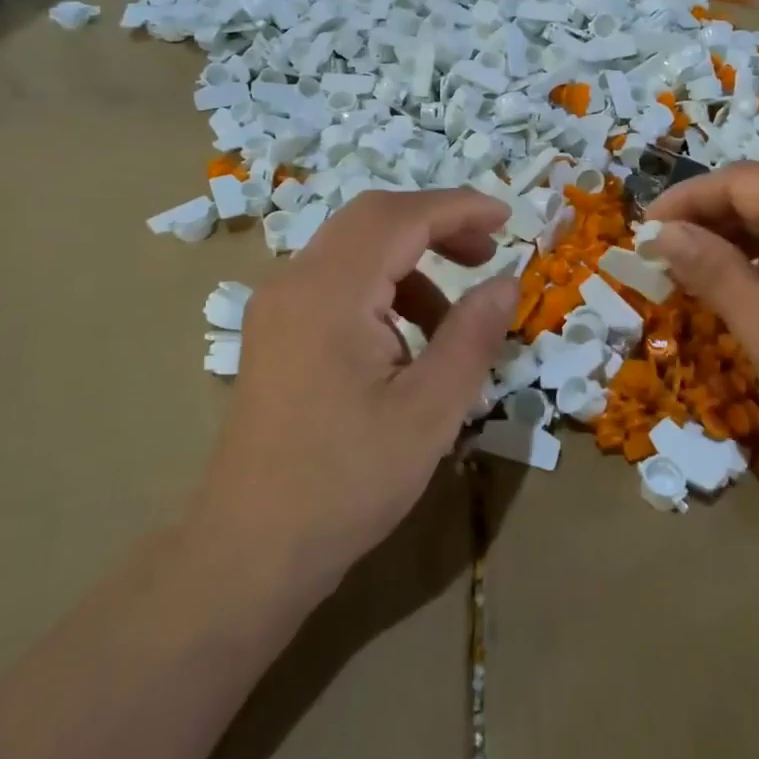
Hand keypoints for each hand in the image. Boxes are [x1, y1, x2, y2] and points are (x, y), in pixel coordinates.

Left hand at [190, 189, 515, 601]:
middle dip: (436, 225)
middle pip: (372, 218)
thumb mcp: (429, 411)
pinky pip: (337, 281)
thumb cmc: (347, 482)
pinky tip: (407, 344)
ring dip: (410, 262)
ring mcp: (278, 305)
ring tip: (452, 319)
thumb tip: (507, 281)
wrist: (250, 551)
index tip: (508, 219)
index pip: (400, 217)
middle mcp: (295, 282)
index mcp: (329, 292)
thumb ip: (472, 335)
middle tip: (486, 254)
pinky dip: (382, 290)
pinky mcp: (276, 330)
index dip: (459, 208)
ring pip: (354, 248)